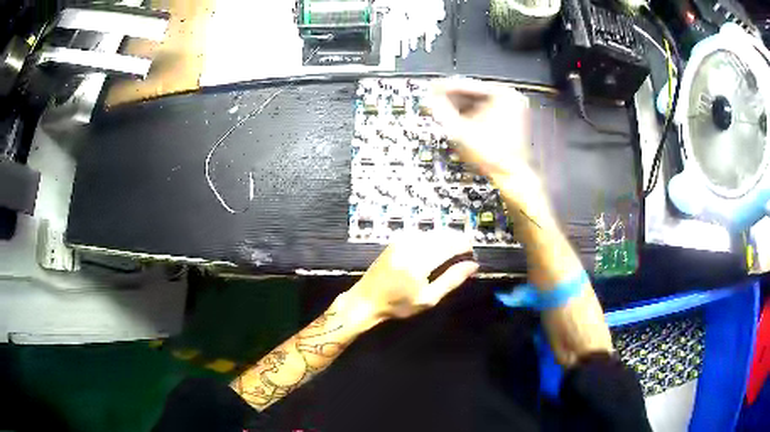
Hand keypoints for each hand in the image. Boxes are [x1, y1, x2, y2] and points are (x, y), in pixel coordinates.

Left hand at [348, 230, 478, 319]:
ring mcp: (402, 241)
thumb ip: (451, 280)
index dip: (465, 245)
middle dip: (457, 240)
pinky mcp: (396, 241)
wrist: (366, 299)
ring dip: (446, 238)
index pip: (449, 245)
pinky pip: (421, 234)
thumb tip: (472, 265)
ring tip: (454, 250)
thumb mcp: (428, 299)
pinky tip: (437, 248)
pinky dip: (433, 238)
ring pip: (432, 233)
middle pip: (442, 236)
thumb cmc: (398, 305)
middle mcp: (411, 246)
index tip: (474, 251)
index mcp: (419, 262)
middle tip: (467, 250)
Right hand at [428, 79, 543, 206]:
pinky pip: (488, 111)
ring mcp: (514, 108)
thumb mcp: (462, 131)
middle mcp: (511, 97)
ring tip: (445, 111)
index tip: (431, 88)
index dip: (446, 88)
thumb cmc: (494, 155)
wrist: (513, 175)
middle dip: (454, 99)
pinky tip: (460, 121)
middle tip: (435, 101)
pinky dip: (473, 115)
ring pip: (480, 103)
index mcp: (504, 94)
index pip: (468, 85)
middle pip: (474, 93)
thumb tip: (431, 100)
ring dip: (462, 107)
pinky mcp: (512, 119)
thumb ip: (444, 112)